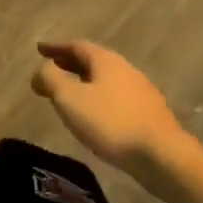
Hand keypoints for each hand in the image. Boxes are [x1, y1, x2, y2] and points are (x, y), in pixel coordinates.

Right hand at [32, 41, 191, 182]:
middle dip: (69, 63)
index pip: (76, 45)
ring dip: (84, 82)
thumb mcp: (70, 99)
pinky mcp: (149, 114)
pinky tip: (94, 115)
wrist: (163, 156)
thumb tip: (41, 68)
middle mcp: (125, 69)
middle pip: (92, 61)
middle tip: (50, 69)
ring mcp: (140, 91)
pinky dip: (98, 97)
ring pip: (105, 80)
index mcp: (106, 61)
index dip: (55, 47)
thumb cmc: (111, 123)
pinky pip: (115, 97)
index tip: (39, 49)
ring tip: (69, 93)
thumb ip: (50, 79)